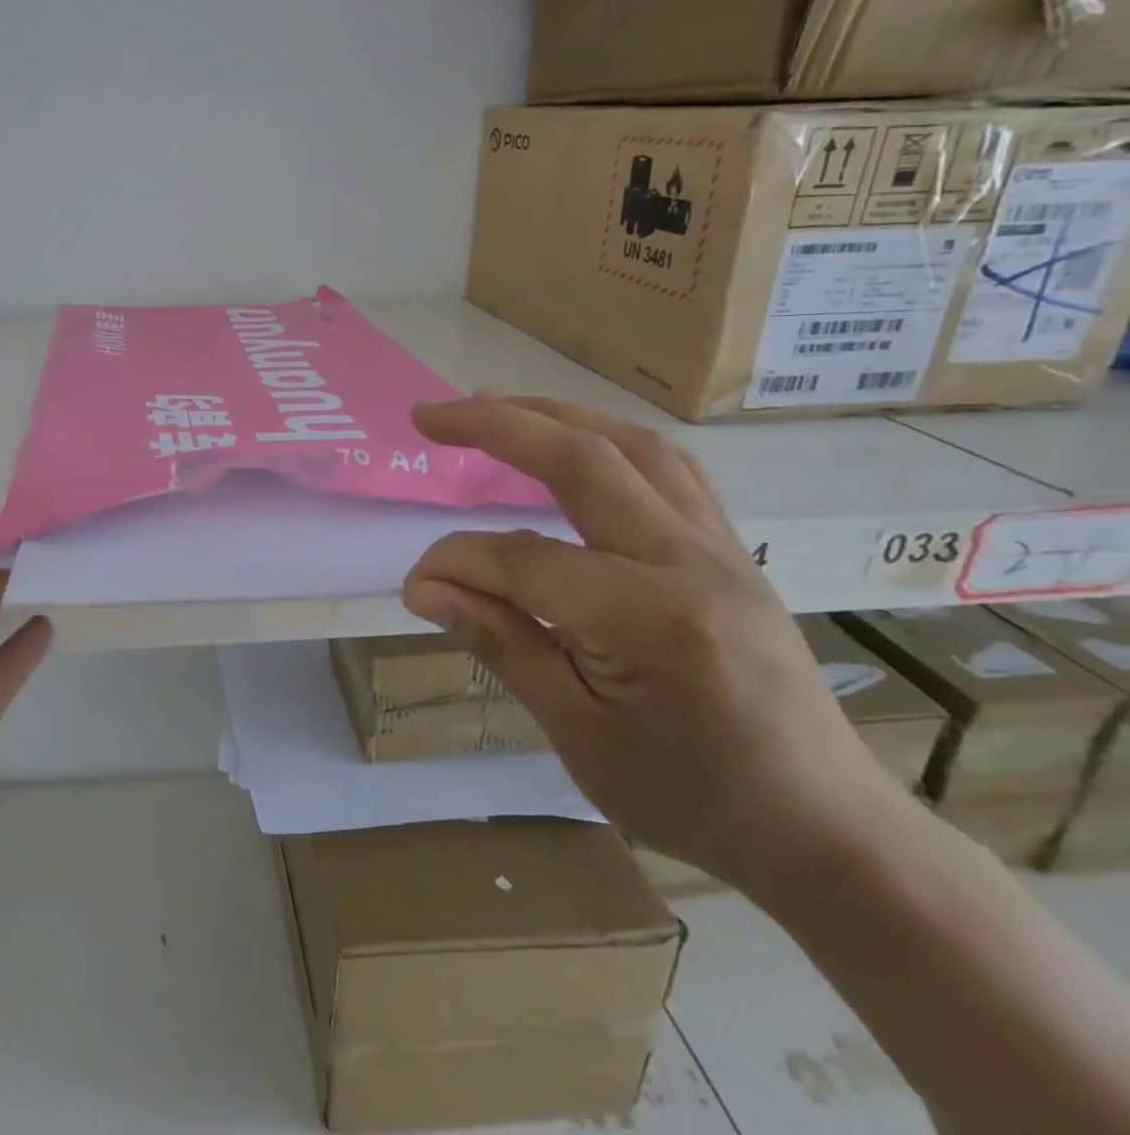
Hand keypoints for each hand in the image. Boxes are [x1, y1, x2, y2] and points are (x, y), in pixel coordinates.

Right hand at [401, 395, 896, 892]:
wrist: (825, 833)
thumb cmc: (693, 800)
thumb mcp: (579, 734)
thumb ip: (501, 641)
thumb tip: (425, 587)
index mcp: (652, 620)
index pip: (524, 559)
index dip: (456, 562)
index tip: (416, 585)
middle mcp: (692, 562)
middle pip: (584, 460)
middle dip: (496, 425)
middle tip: (429, 415)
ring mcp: (721, 548)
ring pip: (633, 447)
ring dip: (554, 416)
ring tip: (492, 408)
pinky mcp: (730, 549)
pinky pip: (668, 469)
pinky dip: (606, 441)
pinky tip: (573, 447)